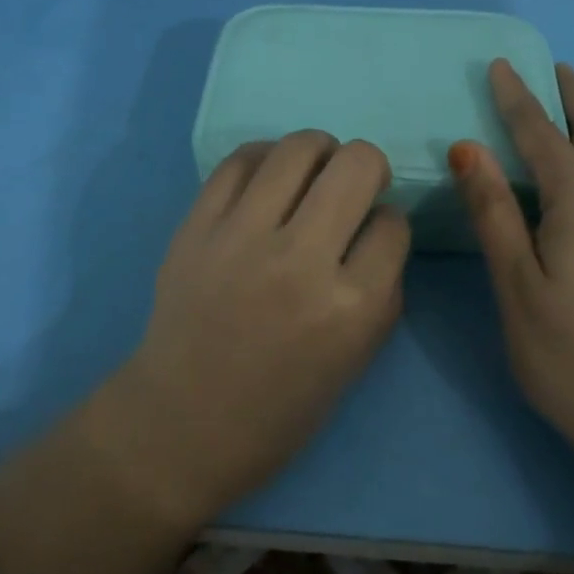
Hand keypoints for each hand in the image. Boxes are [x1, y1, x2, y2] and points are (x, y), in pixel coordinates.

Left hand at [114, 131, 409, 522]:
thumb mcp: (356, 359)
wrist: (180, 426)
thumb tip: (381, 224)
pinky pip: (240, 160)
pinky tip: (270, 175)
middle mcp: (299, 261)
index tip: (374, 231)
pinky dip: (266, 158)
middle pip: (357, 165)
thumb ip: (382, 288)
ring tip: (315, 169)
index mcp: (350, 308)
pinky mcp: (197, 226)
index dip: (390, 221)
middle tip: (355, 184)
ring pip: (298, 148)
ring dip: (321, 150)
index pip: (393, 224)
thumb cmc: (279, 408)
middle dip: (369, 165)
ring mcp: (242, 237)